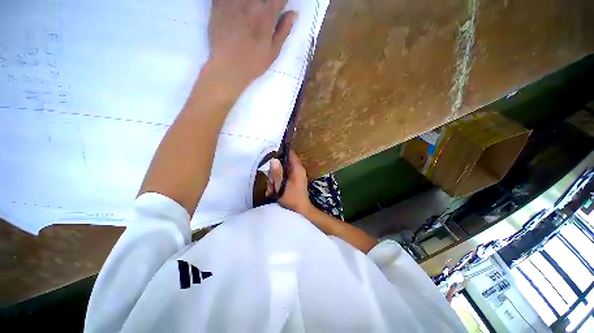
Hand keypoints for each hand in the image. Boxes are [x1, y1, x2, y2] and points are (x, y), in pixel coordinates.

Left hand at [207, 0, 297, 93]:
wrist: (228, 68)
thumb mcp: (273, 52)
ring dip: (253, 3)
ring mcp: (233, 0)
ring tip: (252, 13)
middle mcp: (250, 2)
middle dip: (267, 3)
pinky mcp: (218, 2)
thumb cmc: (253, 63)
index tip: (280, 9)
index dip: (281, 3)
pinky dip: (236, 2)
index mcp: (266, 14)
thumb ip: (283, 30)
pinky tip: (239, 10)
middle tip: (265, 14)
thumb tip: (293, 13)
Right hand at [266, 151, 312, 214]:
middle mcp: (297, 170)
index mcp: (297, 169)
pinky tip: (273, 191)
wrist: (300, 212)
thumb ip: (277, 174)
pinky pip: (283, 177)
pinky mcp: (293, 181)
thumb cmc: (292, 200)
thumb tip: (273, 159)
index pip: (291, 154)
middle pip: (283, 163)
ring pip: (281, 171)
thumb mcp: (281, 187)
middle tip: (271, 182)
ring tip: (272, 189)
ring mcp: (296, 176)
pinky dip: (277, 183)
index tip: (271, 155)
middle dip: (274, 172)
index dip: (281, 152)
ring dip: (274, 179)